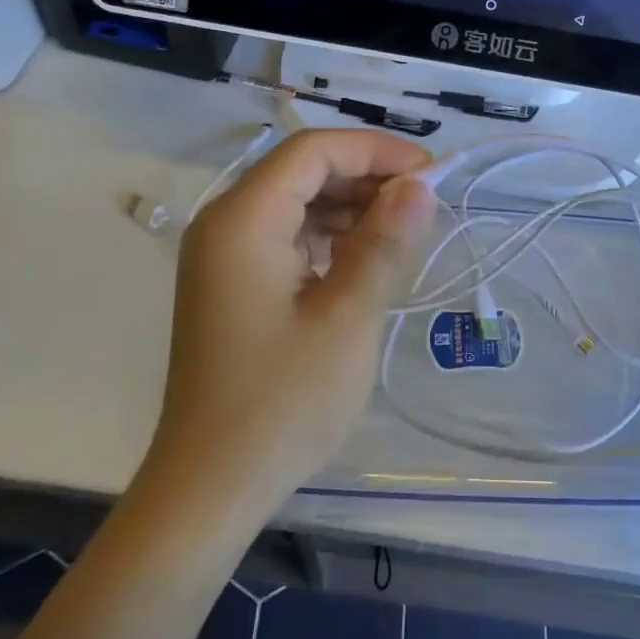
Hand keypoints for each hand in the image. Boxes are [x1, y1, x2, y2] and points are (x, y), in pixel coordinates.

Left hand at [150, 129, 436, 514]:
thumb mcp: (348, 318)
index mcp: (243, 220)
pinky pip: (286, 236)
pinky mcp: (232, 283)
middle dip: (365, 176)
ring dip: (350, 205)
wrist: (210, 488)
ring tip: (404, 227)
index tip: (429, 172)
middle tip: (424, 201)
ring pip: (296, 202)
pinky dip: (328, 235)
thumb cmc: (282, 401)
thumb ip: (384, 242)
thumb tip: (419, 186)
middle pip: (302, 171)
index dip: (374, 150)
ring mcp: (224, 255)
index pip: (312, 151)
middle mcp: (225, 223)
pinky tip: (365, 256)